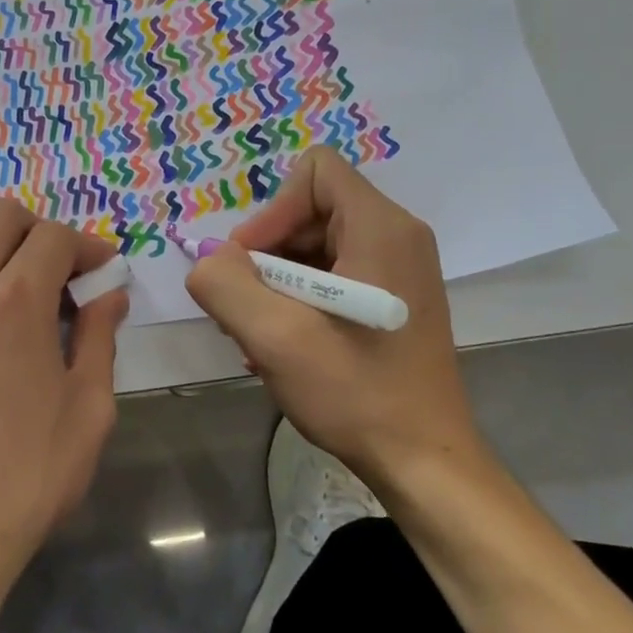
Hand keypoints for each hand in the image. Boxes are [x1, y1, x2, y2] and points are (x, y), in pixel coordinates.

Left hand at [0, 201, 128, 627]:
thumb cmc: (23, 480)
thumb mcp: (87, 411)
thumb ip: (99, 339)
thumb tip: (108, 296)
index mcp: (15, 303)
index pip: (54, 236)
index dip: (87, 246)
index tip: (101, 271)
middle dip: (39, 231)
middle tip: (58, 273)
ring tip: (8, 279)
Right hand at [184, 147, 482, 484]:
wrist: (424, 462)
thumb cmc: (356, 394)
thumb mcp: (275, 338)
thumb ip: (226, 285)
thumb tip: (208, 259)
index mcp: (380, 227)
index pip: (314, 171)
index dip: (272, 210)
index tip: (252, 265)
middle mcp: (397, 235)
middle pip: (312, 208)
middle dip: (269, 252)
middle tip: (247, 306)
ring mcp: (400, 267)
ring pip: (318, 244)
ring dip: (278, 281)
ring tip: (261, 333)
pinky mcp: (395, 297)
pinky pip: (335, 273)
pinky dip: (301, 298)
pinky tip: (285, 344)